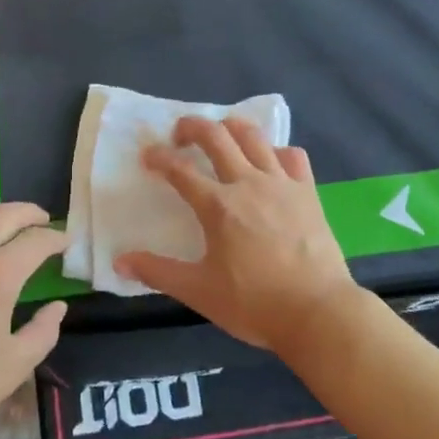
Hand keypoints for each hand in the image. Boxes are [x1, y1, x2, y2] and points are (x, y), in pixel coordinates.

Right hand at [116, 117, 362, 352]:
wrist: (318, 312)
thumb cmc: (254, 303)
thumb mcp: (199, 291)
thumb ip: (158, 272)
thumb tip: (120, 262)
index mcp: (218, 205)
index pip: (179, 169)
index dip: (159, 157)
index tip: (148, 156)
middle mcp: (247, 183)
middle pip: (216, 135)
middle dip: (192, 126)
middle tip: (180, 135)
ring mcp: (281, 183)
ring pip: (253, 136)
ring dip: (231, 127)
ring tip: (221, 135)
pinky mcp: (308, 192)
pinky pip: (292, 156)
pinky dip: (276, 151)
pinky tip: (270, 163)